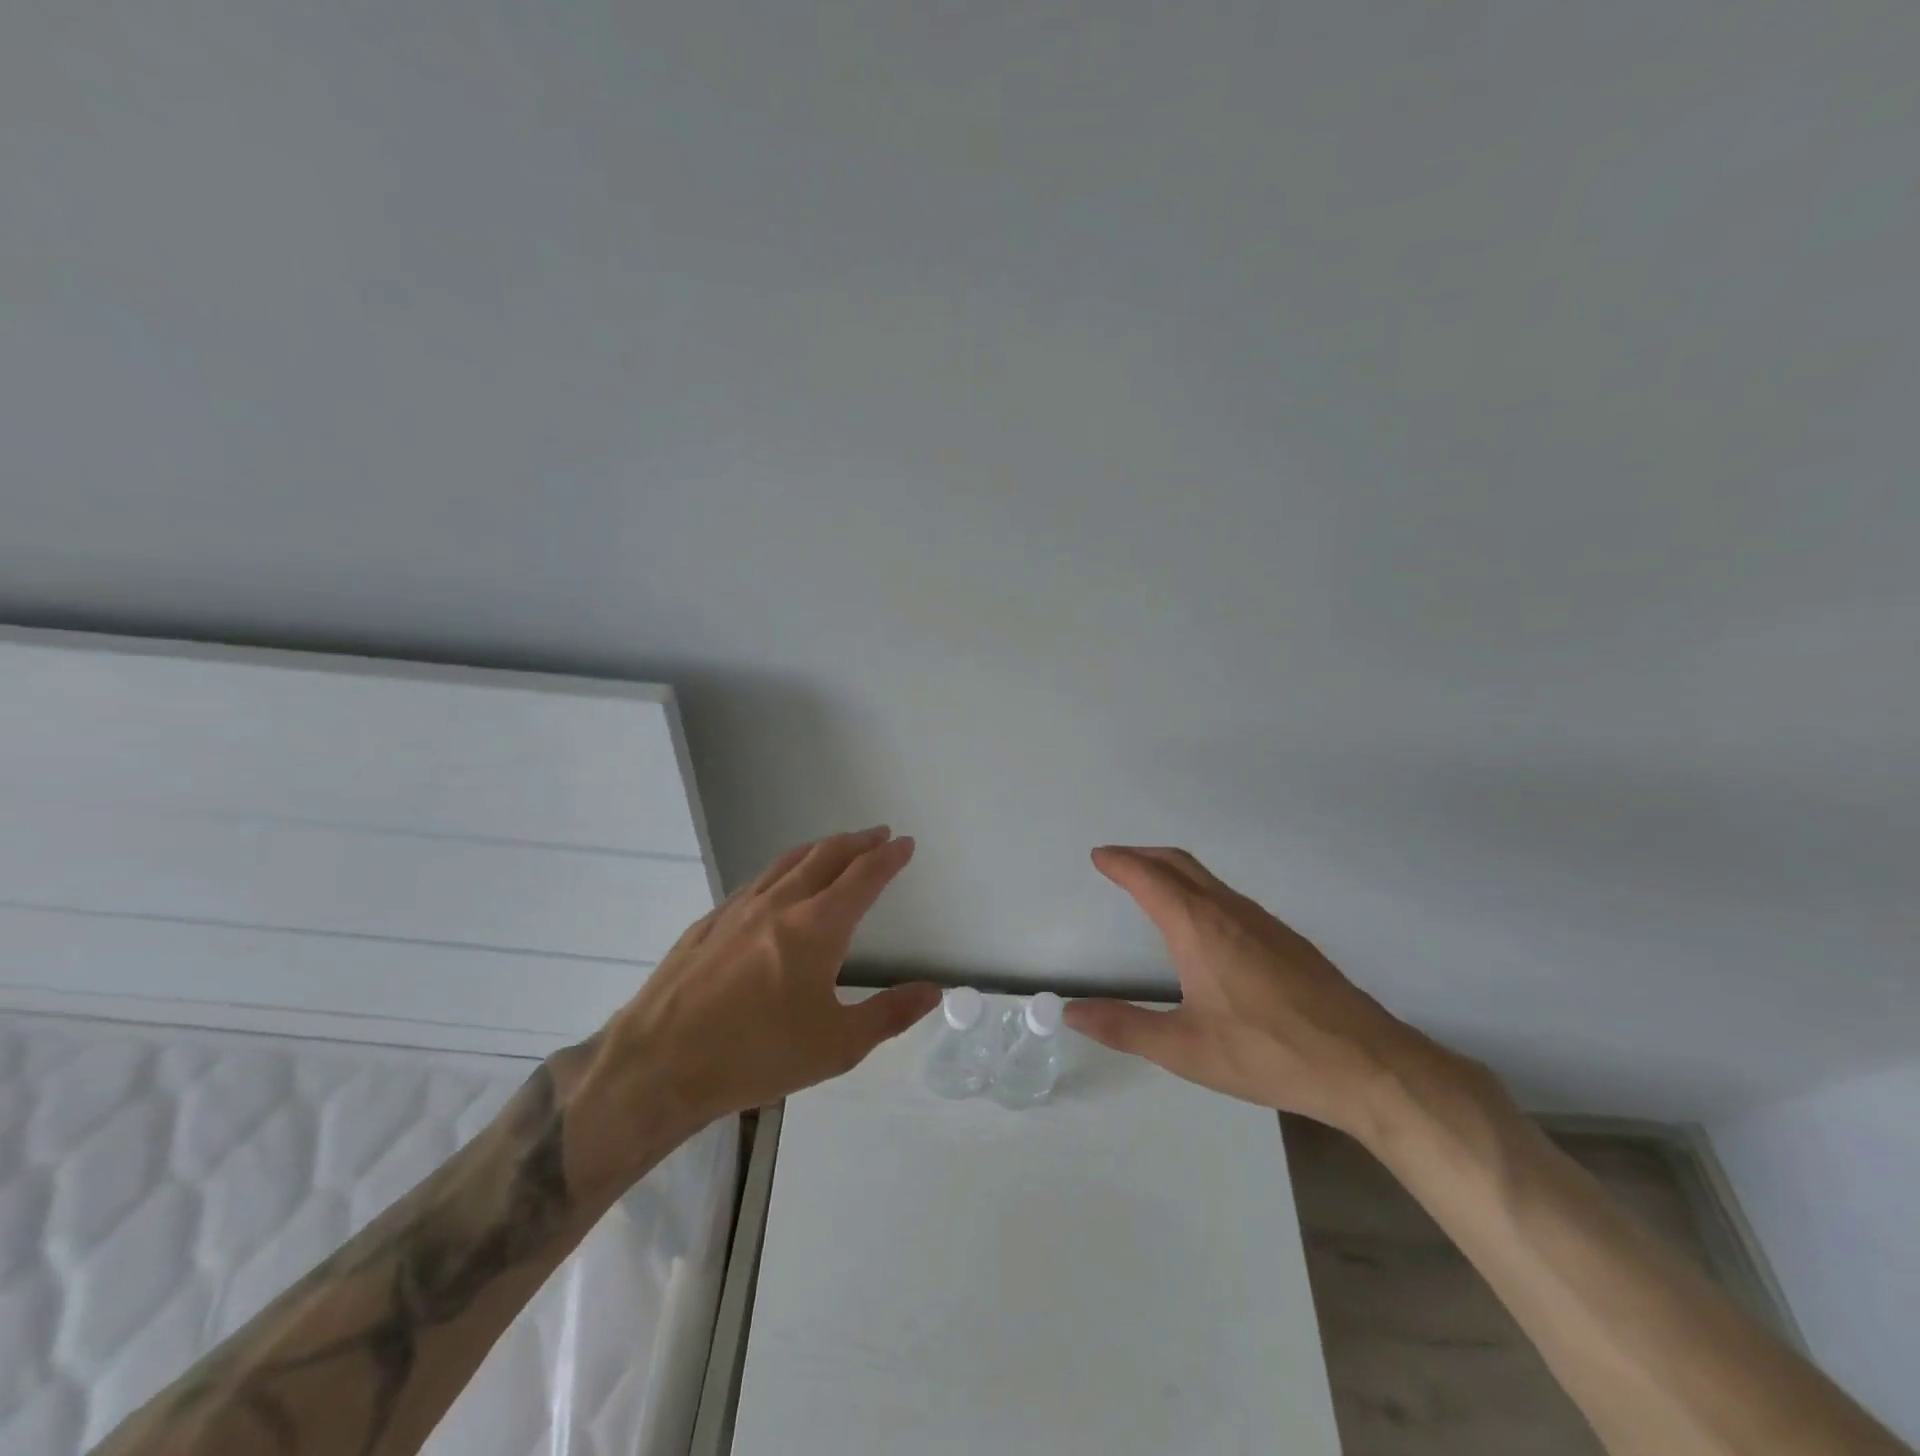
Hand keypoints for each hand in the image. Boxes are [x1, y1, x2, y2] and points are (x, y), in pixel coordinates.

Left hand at [568, 827, 939, 1183]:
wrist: (659, 1063)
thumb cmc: (756, 1055)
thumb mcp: (836, 1046)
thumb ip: (890, 1014)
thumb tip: (935, 991)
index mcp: (817, 926)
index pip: (863, 877)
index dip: (888, 858)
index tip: (905, 843)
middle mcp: (781, 903)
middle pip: (826, 856)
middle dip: (858, 842)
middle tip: (878, 835)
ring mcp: (740, 908)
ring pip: (789, 861)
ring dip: (821, 848)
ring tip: (836, 846)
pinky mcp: (710, 922)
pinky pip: (758, 879)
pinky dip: (785, 868)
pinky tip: (780, 883)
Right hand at [1064, 846, 1430, 1137]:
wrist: (1363, 1063)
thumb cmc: (1265, 1052)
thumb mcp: (1184, 1049)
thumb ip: (1124, 1028)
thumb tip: (1072, 1012)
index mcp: (1197, 927)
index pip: (1148, 879)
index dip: (1120, 863)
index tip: (1099, 855)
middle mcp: (1228, 910)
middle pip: (1179, 864)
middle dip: (1144, 855)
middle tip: (1118, 860)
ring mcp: (1262, 921)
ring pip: (1208, 878)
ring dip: (1172, 870)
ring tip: (1152, 884)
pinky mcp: (1286, 938)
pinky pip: (1229, 896)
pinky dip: (1200, 889)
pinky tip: (1204, 924)